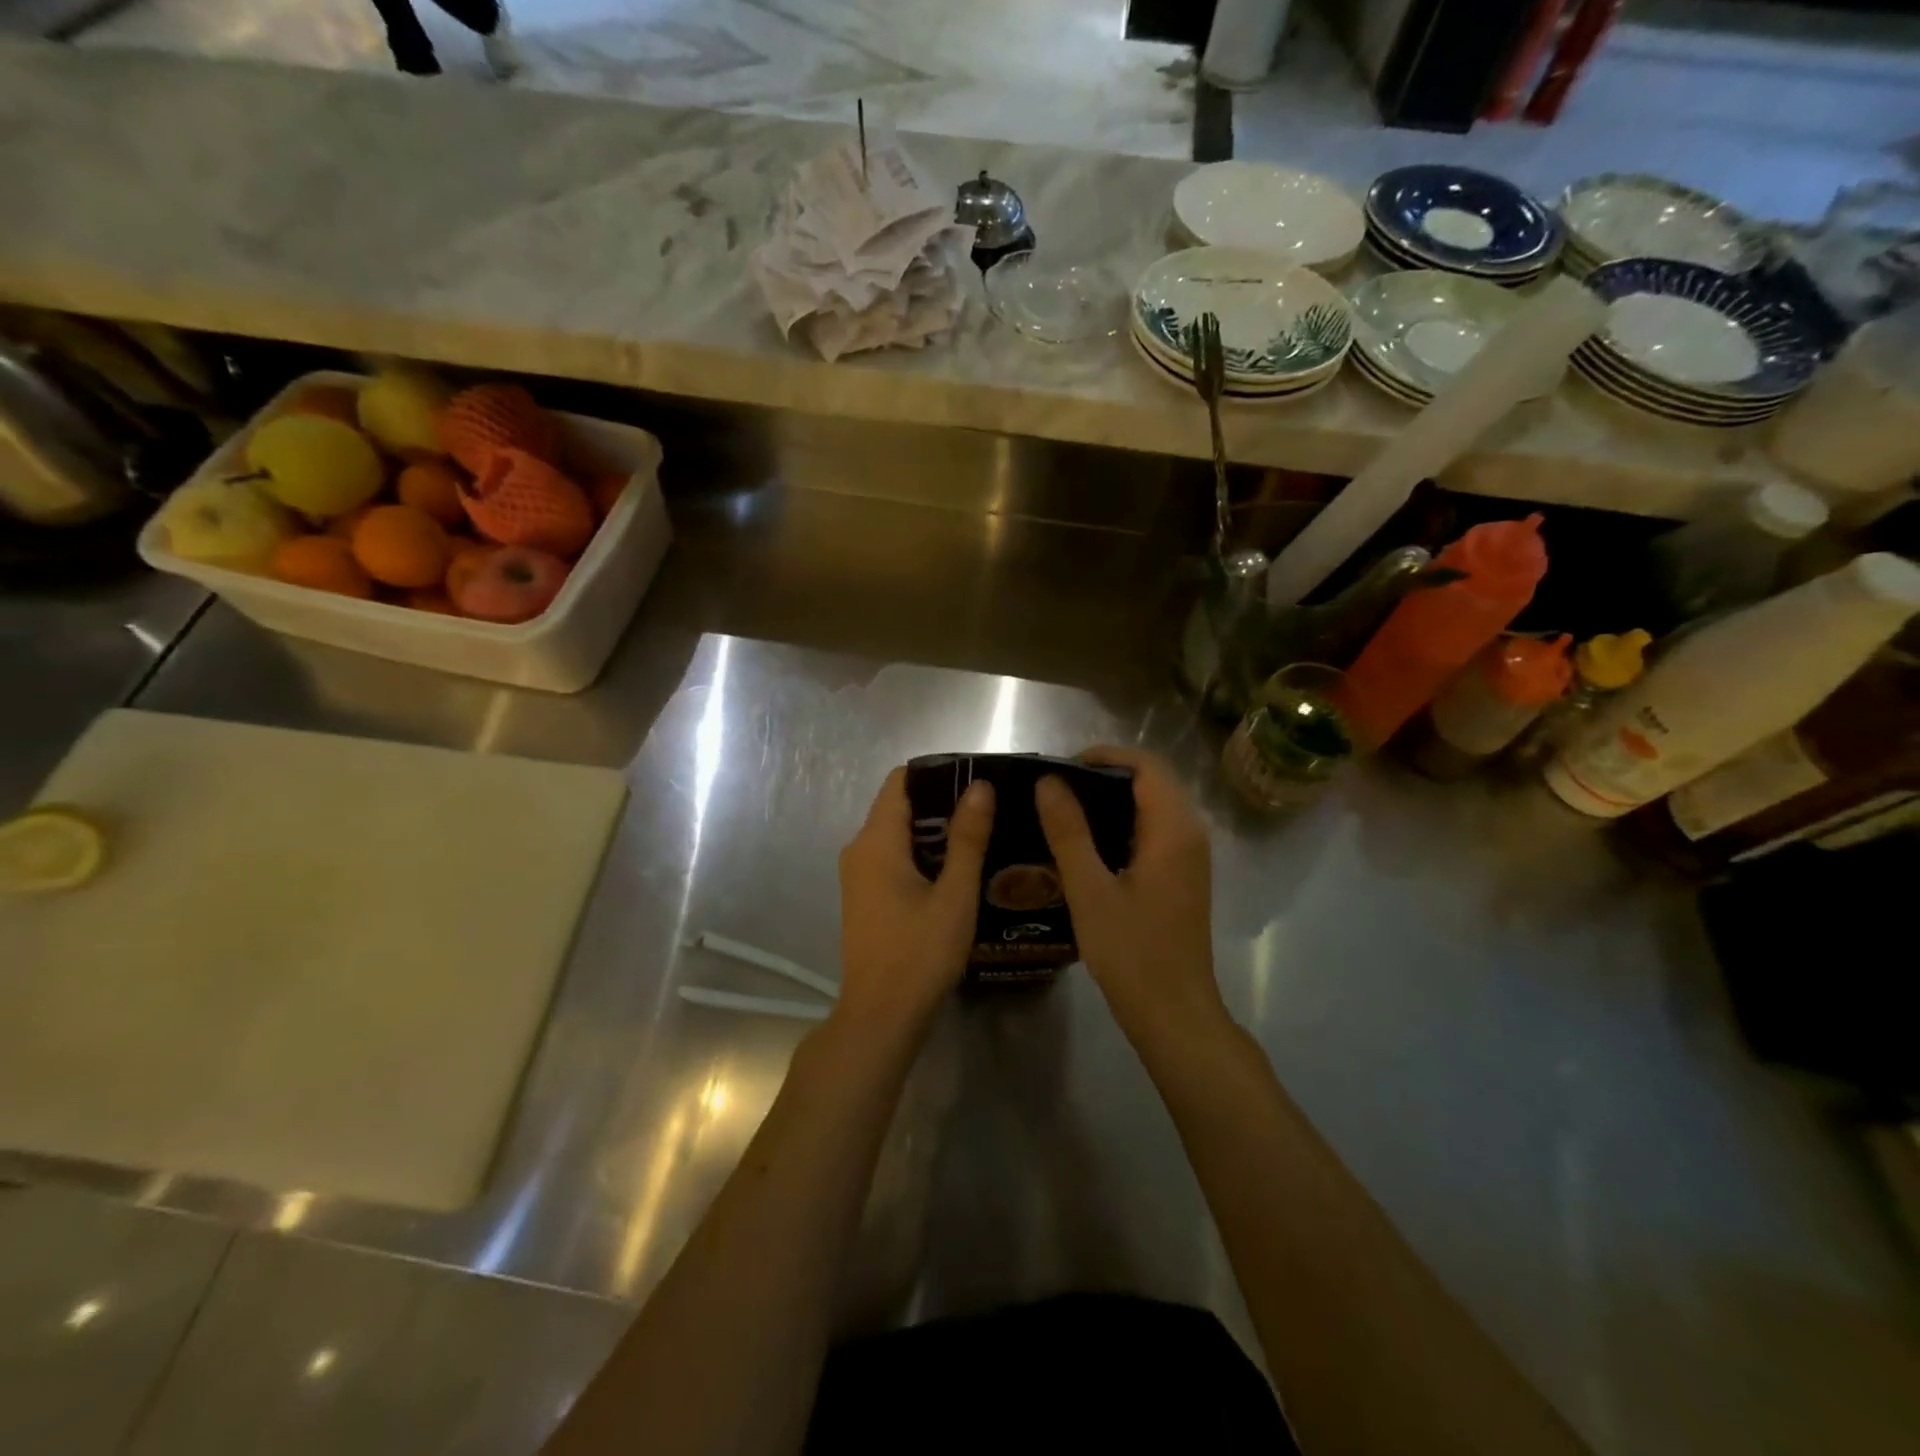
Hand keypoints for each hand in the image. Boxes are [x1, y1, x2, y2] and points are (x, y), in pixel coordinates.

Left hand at [836, 767, 993, 1037]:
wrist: (881, 1016)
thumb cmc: (920, 953)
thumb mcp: (954, 895)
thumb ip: (967, 838)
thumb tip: (980, 787)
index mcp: (876, 840)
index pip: (901, 781)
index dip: (937, 773)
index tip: (975, 779)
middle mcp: (859, 848)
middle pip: (899, 805)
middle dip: (942, 802)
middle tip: (988, 809)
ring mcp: (858, 874)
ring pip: (897, 833)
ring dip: (934, 831)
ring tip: (980, 834)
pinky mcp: (864, 895)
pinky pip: (892, 857)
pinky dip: (921, 854)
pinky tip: (956, 868)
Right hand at [1036, 747, 1225, 1046]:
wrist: (1174, 1013)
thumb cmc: (1132, 952)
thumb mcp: (1090, 890)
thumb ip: (1069, 832)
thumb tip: (1048, 782)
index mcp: (1173, 829)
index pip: (1145, 765)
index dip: (1104, 756)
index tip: (1060, 767)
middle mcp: (1190, 833)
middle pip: (1152, 781)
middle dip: (1105, 775)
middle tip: (1055, 789)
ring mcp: (1190, 856)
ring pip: (1154, 806)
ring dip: (1113, 799)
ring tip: (1064, 810)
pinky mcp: (1183, 875)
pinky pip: (1155, 830)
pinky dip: (1123, 823)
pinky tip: (1088, 843)